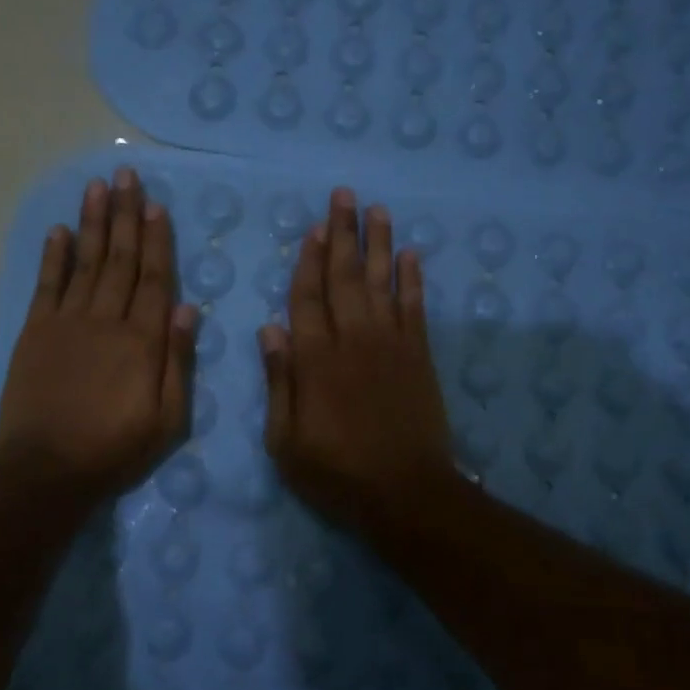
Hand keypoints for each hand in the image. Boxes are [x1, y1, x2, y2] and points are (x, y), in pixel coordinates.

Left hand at [0, 167, 197, 506]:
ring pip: (86, 262)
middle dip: (125, 215)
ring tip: (97, 186)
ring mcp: (68, 322)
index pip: (155, 279)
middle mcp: (107, 319)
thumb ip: (178, 361)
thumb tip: (188, 309)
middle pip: (121, 259)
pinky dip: (54, 255)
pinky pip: (47, 285)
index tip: (156, 205)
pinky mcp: (36, 332)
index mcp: (143, 340)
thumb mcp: (167, 419)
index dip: (157, 240)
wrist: (47, 468)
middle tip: (125, 175)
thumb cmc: (115, 448)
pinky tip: (60, 230)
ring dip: (93, 222)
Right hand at [259, 187, 453, 535]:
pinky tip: (410, 254)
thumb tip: (269, 330)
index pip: (307, 298)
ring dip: (378, 244)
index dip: (308, 262)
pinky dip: (412, 279)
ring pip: (381, 282)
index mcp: (315, 359)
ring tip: (376, 209)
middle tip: (344, 196)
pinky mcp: (419, 356)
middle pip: (345, 278)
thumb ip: (279, 381)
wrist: (406, 493)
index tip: (312, 229)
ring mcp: (390, 345)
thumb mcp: (285, 440)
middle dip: (343, 235)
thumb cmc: (336, 472)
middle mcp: (353, 340)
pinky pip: (414, 307)